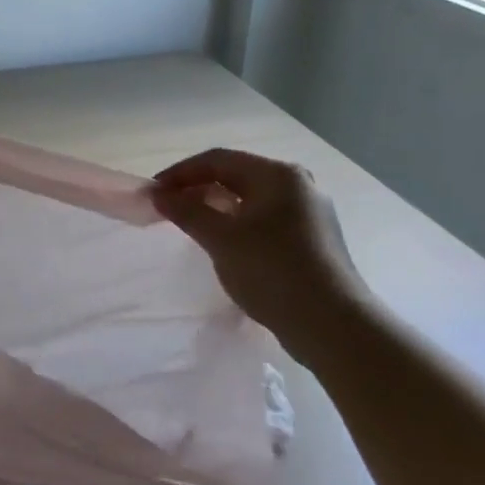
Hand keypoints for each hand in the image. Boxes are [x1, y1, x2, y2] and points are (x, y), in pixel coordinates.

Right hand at [151, 149, 365, 343]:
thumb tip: (158, 194)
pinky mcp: (311, 238)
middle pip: (235, 176)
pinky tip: (223, 243)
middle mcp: (297, 184)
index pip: (217, 160)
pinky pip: (263, 218)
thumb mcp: (221, 238)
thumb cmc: (272, 271)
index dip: (180, 173)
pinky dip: (236, 222)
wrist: (331, 324)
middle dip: (197, 189)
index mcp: (278, 175)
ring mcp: (308, 212)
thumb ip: (186, 211)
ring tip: (189, 225)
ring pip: (250, 198)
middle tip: (167, 209)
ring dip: (215, 206)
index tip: (152, 193)